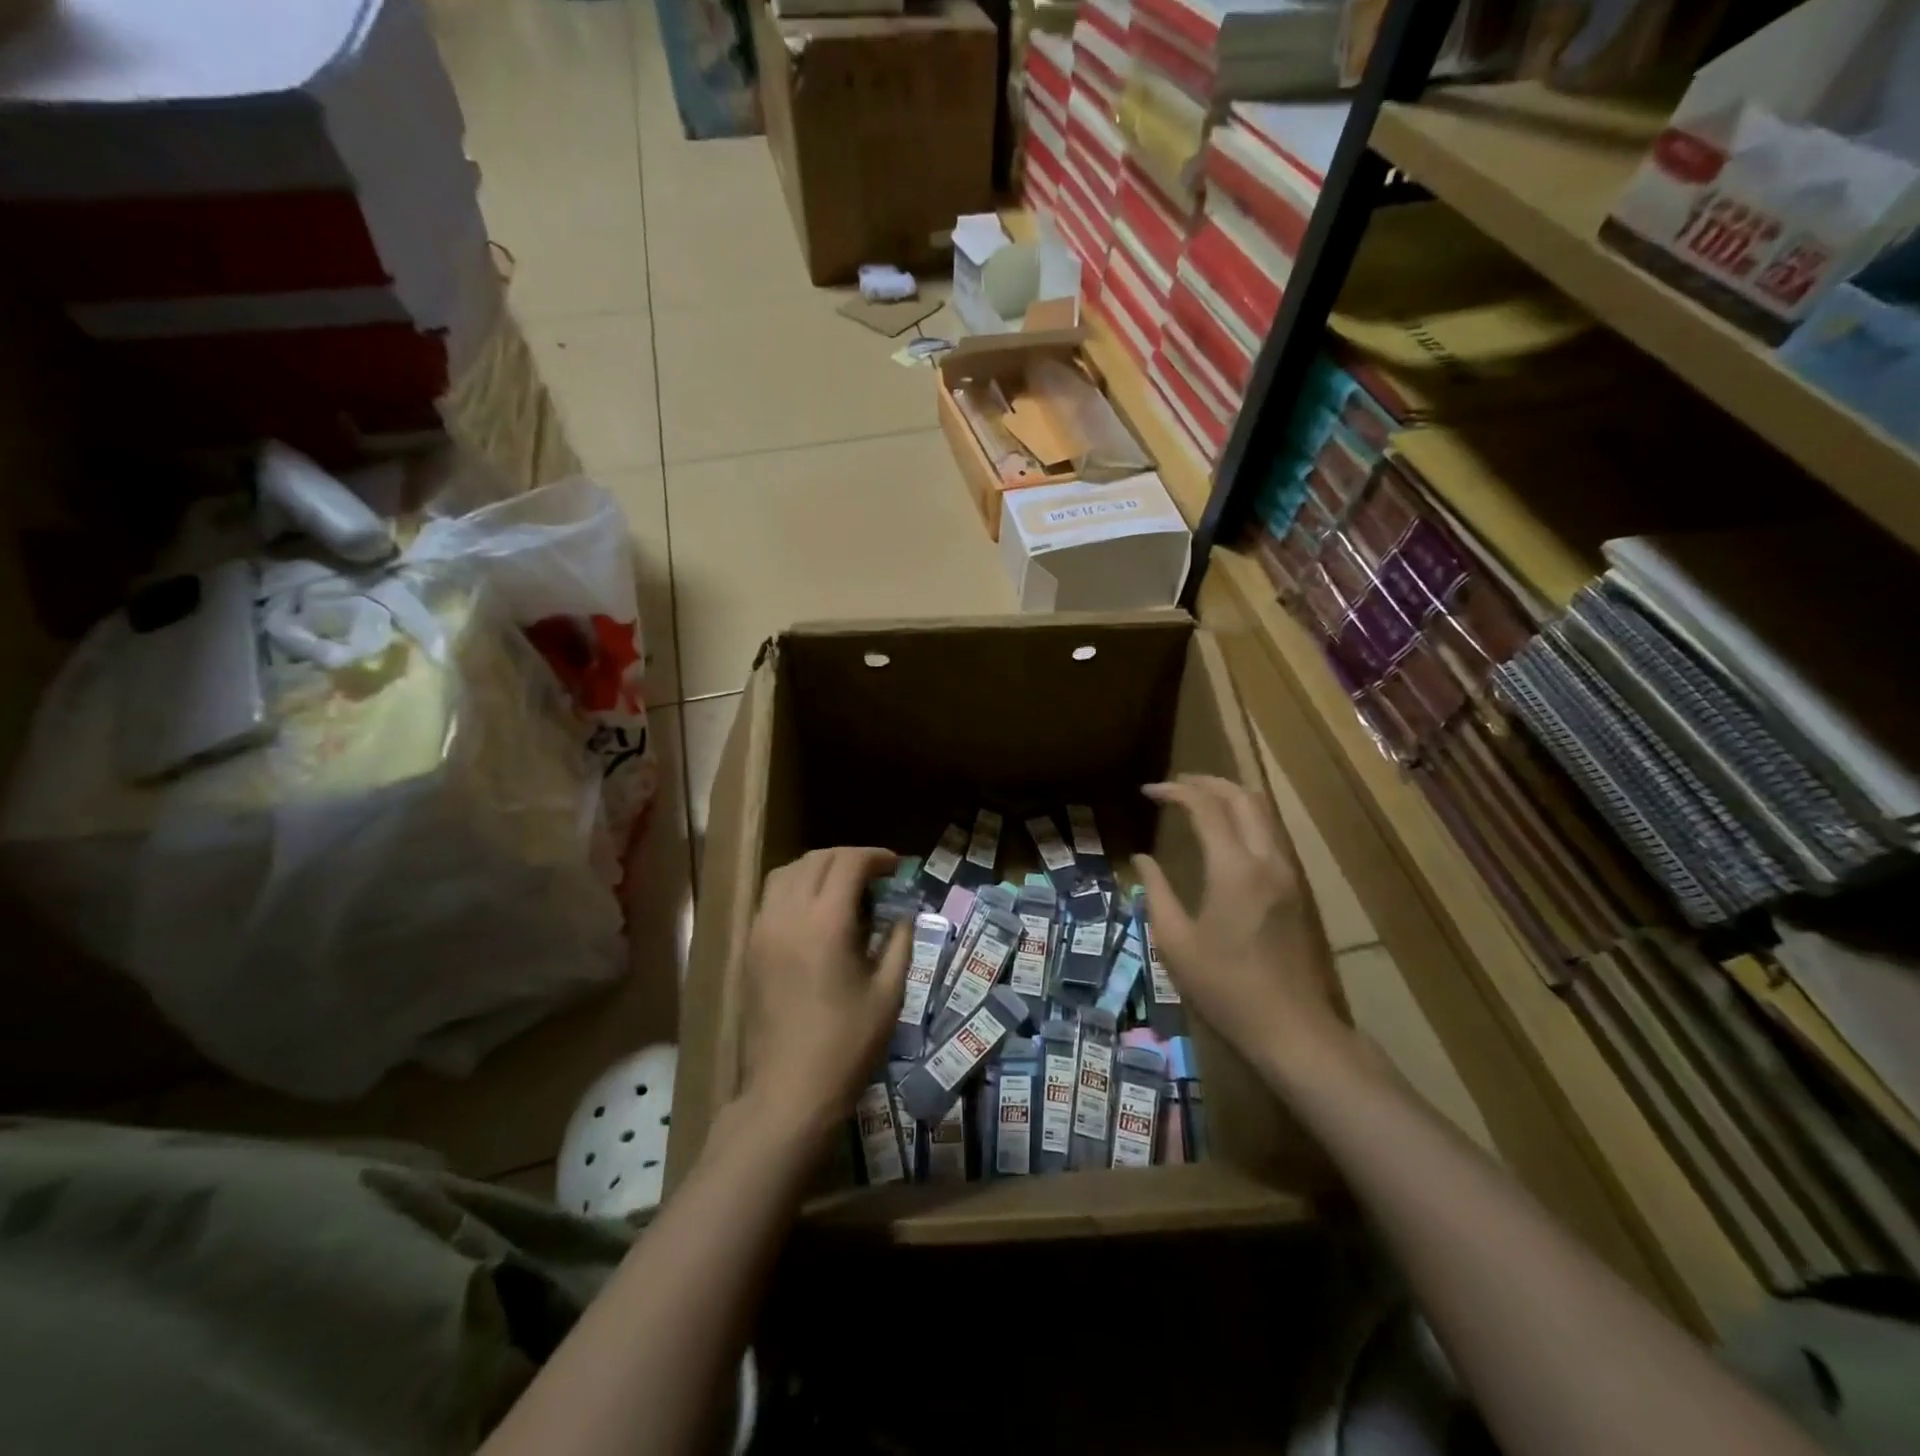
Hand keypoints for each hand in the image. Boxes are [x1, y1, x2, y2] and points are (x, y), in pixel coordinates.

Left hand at [739, 847, 911, 1140]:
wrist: (787, 1092)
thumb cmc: (846, 1046)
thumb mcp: (888, 995)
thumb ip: (899, 944)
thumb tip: (904, 916)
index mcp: (826, 922)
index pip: (848, 863)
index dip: (875, 857)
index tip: (896, 865)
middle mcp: (788, 915)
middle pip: (816, 860)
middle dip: (848, 858)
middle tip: (875, 874)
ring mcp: (762, 931)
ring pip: (786, 873)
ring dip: (817, 868)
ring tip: (842, 886)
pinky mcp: (749, 949)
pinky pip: (770, 898)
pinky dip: (794, 888)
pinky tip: (814, 912)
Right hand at [1134, 775, 1349, 1081]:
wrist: (1293, 1028)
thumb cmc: (1226, 988)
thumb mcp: (1176, 943)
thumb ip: (1156, 893)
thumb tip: (1142, 860)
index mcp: (1234, 870)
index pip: (1206, 808)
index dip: (1175, 791)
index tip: (1148, 791)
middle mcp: (1267, 860)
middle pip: (1244, 797)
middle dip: (1207, 782)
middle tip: (1175, 785)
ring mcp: (1289, 873)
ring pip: (1265, 811)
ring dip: (1231, 796)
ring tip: (1198, 799)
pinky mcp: (1298, 888)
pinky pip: (1272, 833)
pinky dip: (1247, 817)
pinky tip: (1225, 832)